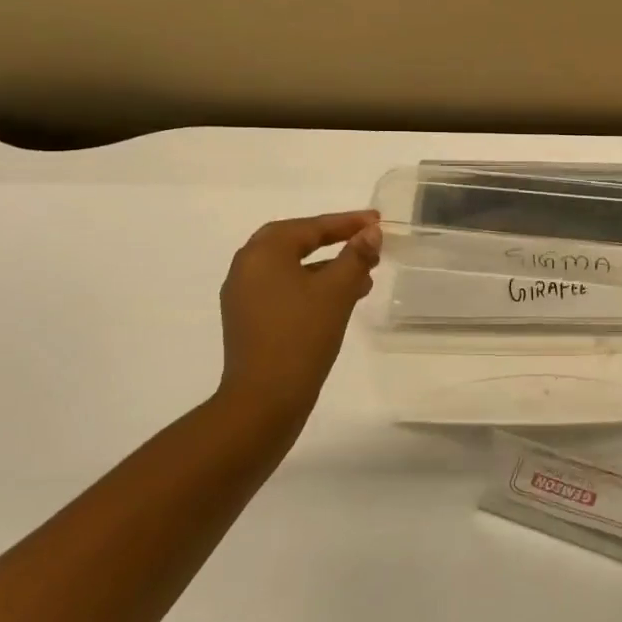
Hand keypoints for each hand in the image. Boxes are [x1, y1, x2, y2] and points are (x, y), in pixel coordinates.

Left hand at [216, 210, 381, 435]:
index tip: (377, 220)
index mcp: (263, 253)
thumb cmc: (301, 336)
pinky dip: (313, 287)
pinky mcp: (249, 320)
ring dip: (327, 267)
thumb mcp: (337, 292)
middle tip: (366, 241)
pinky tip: (340, 301)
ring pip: (292, 268)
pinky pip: (285, 290)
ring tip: (365, 277)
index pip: (310, 227)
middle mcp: (247, 267)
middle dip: (334, 241)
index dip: (347, 222)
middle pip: (296, 242)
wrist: (264, 401)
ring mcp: (244, 296)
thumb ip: (356, 256)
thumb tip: (371, 232)